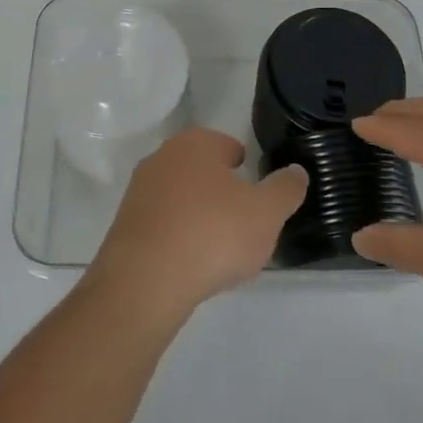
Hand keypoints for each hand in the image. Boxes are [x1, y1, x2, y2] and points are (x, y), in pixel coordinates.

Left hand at [86, 128, 307, 321]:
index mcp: (197, 143)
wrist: (146, 279)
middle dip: (221, 191)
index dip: (246, 169)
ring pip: (180, 196)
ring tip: (218, 248)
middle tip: (242, 223)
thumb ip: (285, 189)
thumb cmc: (213, 234)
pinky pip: (162, 222)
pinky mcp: (125, 222)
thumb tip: (296, 171)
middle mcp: (163, 156)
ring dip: (198, 214)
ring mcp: (140, 189)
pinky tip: (190, 261)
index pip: (228, 146)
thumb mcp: (266, 213)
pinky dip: (177, 235)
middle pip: (202, 170)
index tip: (257, 196)